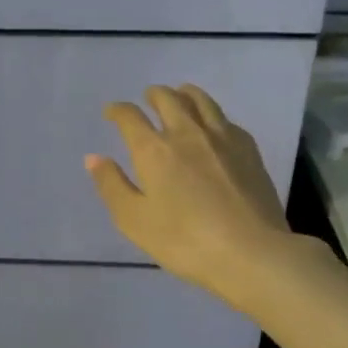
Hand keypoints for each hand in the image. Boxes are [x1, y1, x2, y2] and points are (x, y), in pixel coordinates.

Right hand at [86, 85, 301, 313]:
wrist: (253, 253)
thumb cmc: (185, 241)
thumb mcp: (135, 221)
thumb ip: (112, 186)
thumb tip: (94, 157)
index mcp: (153, 150)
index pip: (130, 117)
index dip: (117, 111)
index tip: (111, 112)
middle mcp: (186, 133)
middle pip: (167, 99)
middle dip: (153, 95)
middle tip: (147, 98)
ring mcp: (222, 138)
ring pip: (201, 100)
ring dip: (184, 93)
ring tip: (180, 95)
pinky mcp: (249, 149)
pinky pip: (225, 119)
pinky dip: (211, 114)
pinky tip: (214, 125)